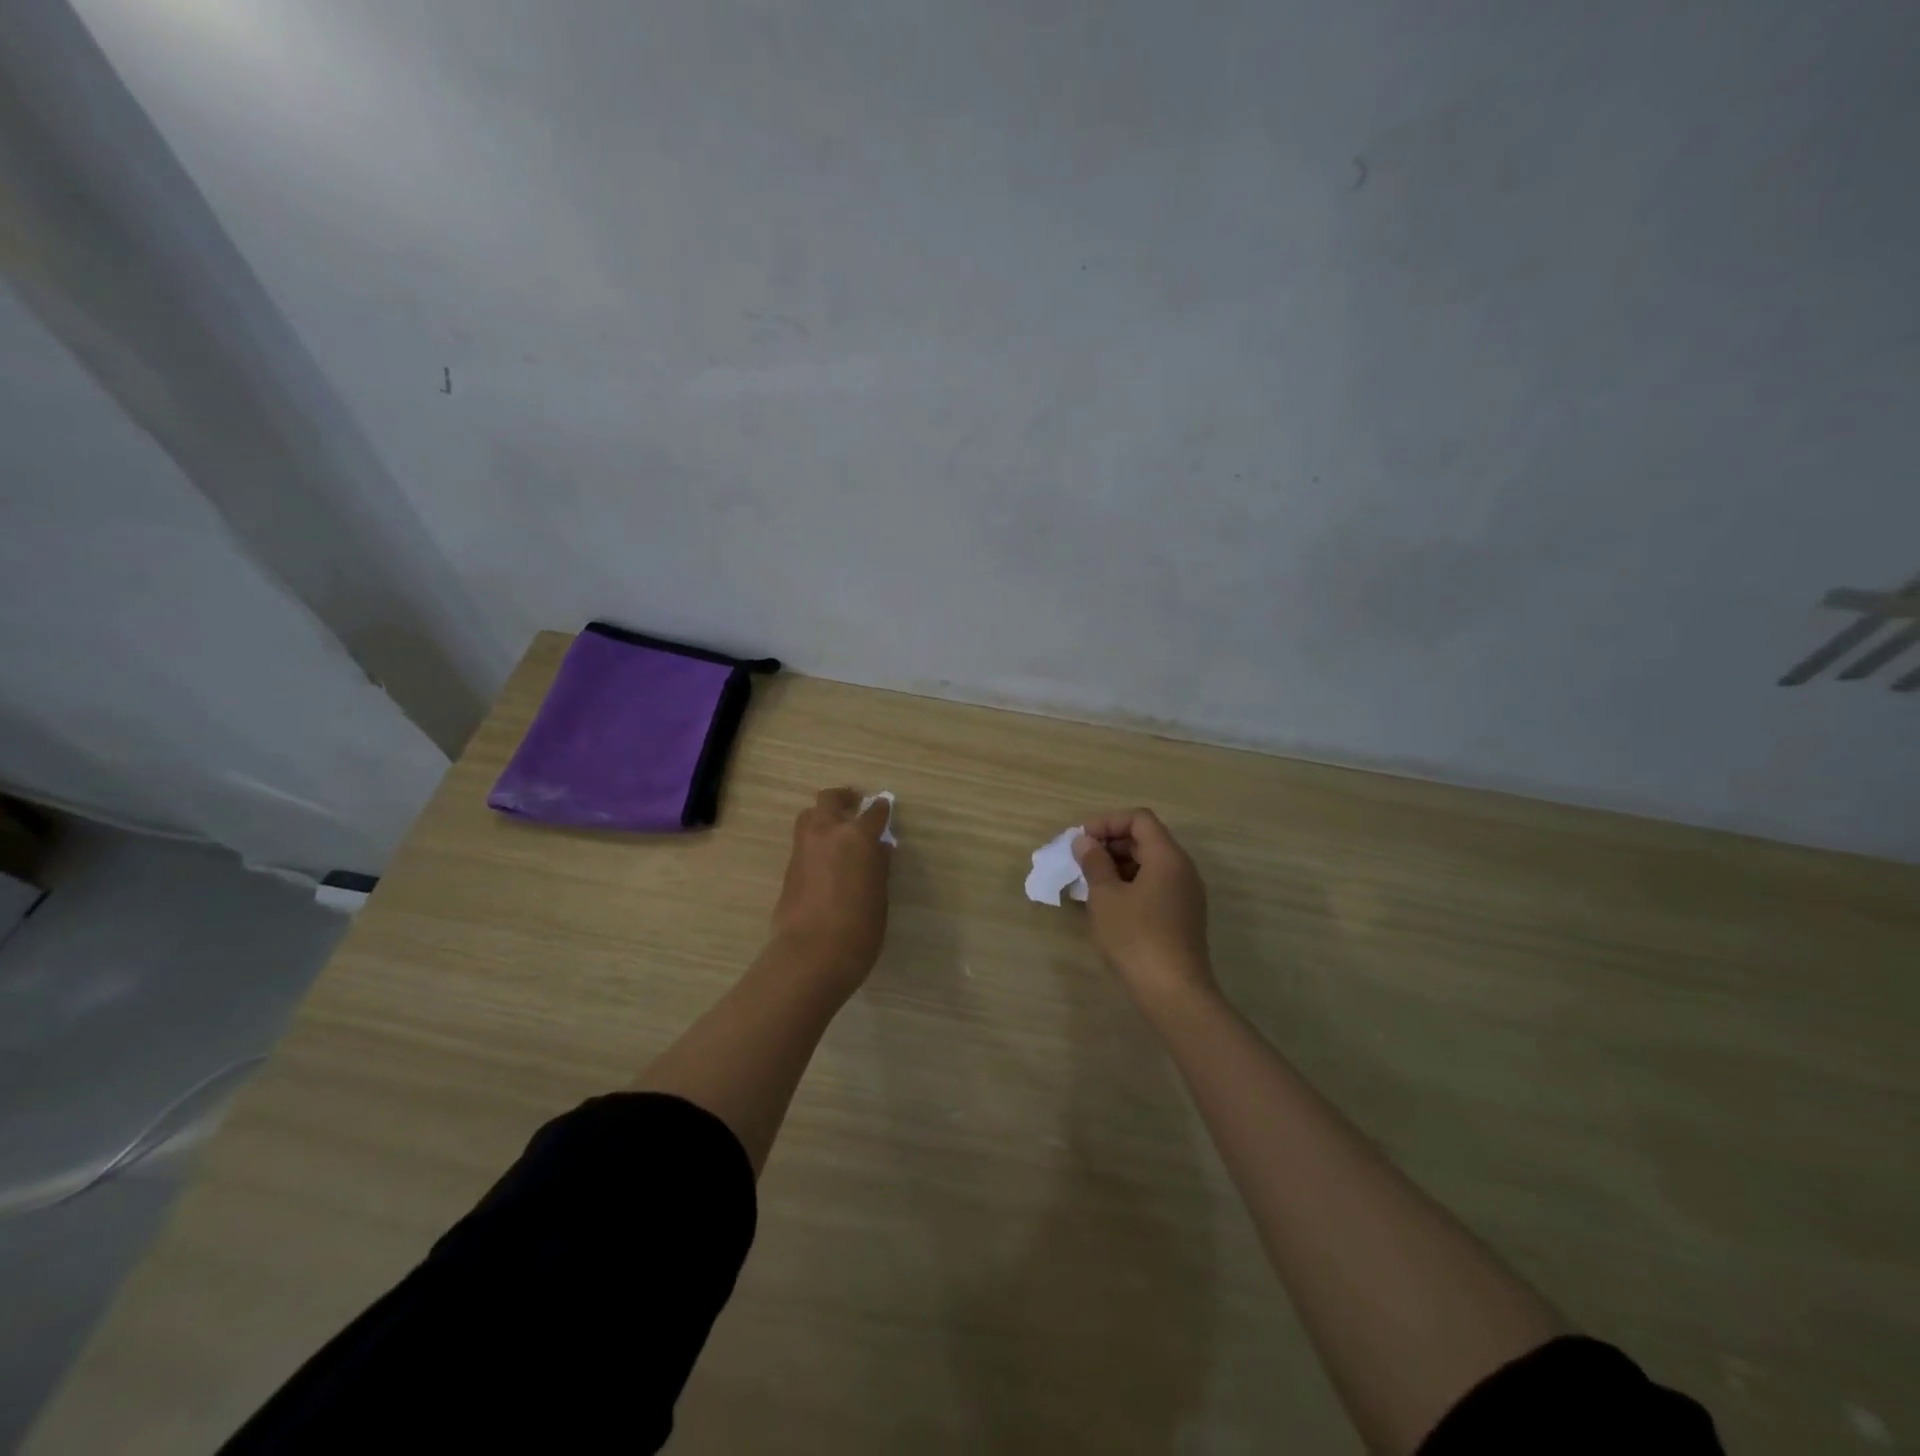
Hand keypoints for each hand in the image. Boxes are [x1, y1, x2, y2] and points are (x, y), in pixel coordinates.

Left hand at [770, 788, 892, 986]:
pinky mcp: (788, 868)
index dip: (881, 809)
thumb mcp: (879, 896)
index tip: (885, 808)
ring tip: (837, 832)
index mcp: (856, 836)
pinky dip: (815, 841)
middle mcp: (826, 833)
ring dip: (823, 816)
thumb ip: (878, 867)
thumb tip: (879, 849)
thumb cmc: (859, 928)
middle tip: (855, 805)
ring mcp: (802, 849)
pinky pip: (803, 842)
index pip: (873, 811)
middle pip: (830, 799)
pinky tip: (826, 860)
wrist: (810, 955)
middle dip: (844, 799)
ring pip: (809, 816)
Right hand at [1073, 809, 1215, 1009]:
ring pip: (1149, 864)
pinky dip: (1130, 885)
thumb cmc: (1135, 937)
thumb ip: (1094, 863)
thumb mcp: (1105, 897)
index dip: (1108, 822)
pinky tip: (1107, 905)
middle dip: (1110, 844)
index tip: (1081, 840)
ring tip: (1088, 884)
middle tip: (1080, 861)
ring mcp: (1186, 894)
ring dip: (1118, 866)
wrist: (1174, 992)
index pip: (1139, 818)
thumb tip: (1085, 842)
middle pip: (1146, 839)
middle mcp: (1182, 869)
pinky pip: (1155, 885)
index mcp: (1167, 856)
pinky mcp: (1183, 916)